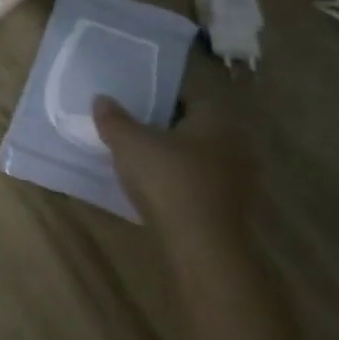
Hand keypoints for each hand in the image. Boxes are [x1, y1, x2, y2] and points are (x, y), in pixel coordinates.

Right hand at [94, 94, 254, 243]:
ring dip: (175, 156)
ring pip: (200, 156)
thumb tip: (101, 98)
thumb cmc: (168, 180)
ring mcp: (236, 178)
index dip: (164, 95)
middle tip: (135, 127)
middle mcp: (234, 143)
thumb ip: (114, 119)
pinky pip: (200, 182)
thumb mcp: (130, 144)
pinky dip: (180, 181)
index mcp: (217, 118)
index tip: (138, 100)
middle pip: (197, 126)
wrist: (200, 245)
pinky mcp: (229, 207)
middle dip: (168, 126)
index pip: (192, 95)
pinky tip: (156, 188)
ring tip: (141, 159)